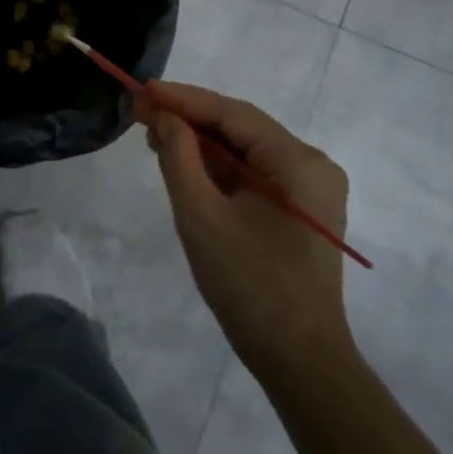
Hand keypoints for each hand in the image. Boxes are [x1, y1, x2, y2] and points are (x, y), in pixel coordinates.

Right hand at [145, 82, 353, 375]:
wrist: (300, 363)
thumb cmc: (250, 286)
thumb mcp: (201, 215)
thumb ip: (179, 156)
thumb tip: (164, 115)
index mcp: (298, 161)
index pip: (232, 114)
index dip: (183, 99)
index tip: (142, 90)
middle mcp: (311, 165)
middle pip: (240, 128)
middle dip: (189, 119)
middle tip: (141, 112)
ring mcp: (308, 189)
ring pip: (245, 151)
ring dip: (201, 143)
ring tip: (154, 134)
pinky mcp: (299, 211)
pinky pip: (253, 174)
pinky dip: (218, 168)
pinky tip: (185, 163)